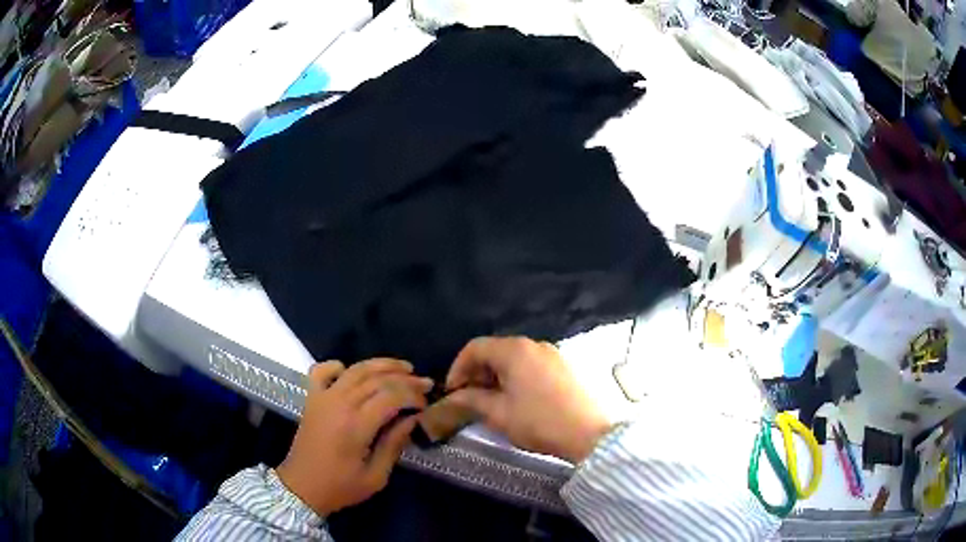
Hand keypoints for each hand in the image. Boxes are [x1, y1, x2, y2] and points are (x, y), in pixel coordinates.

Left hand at [277, 359, 432, 515]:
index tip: (427, 402)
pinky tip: (350, 370)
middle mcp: (339, 404)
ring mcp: (322, 398)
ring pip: (355, 370)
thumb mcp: (376, 476)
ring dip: (380, 365)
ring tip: (403, 367)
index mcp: (356, 426)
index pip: (391, 396)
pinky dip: (337, 365)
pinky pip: (321, 371)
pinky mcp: (311, 398)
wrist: (301, 487)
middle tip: (424, 382)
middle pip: (376, 379)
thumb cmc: (341, 487)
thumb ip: (394, 445)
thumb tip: (412, 419)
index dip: (412, 395)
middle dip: (404, 378)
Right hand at [445, 337, 611, 462]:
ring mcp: (553, 354)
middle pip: (496, 350)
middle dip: (477, 372)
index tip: (452, 390)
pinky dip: (517, 377)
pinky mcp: (565, 366)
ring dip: (497, 375)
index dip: (458, 367)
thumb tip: (456, 395)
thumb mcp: (499, 413)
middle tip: (469, 397)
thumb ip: (473, 399)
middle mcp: (534, 344)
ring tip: (492, 401)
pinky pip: (532, 365)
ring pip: (515, 358)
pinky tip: (517, 399)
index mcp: (515, 350)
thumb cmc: (539, 422)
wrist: (589, 433)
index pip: (475, 347)